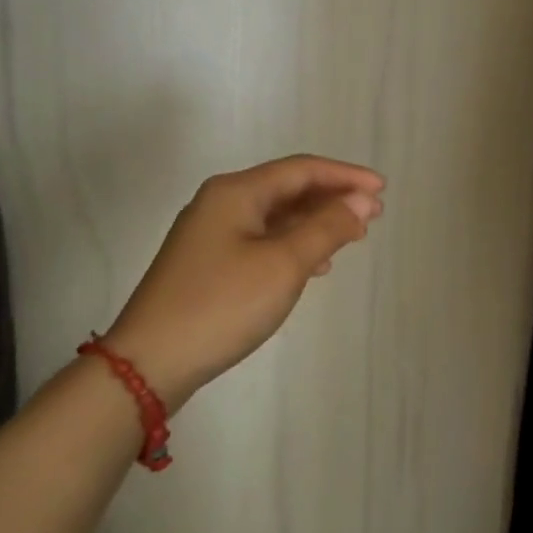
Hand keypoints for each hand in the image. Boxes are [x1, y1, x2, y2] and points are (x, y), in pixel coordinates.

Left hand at [101, 156, 384, 410]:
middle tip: (374, 215)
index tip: (383, 190)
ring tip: (353, 237)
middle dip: (334, 198)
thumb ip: (327, 227)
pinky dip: (295, 244)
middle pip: (288, 189)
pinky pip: (263, 239)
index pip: (302, 170)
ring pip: (276, 216)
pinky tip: (315, 266)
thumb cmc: (223, 304)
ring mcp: (211, 234)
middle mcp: (221, 203)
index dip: (346, 176)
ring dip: (317, 222)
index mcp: (236, 192)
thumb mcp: (284, 264)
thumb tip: (361, 201)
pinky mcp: (209, 263)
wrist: (149, 362)